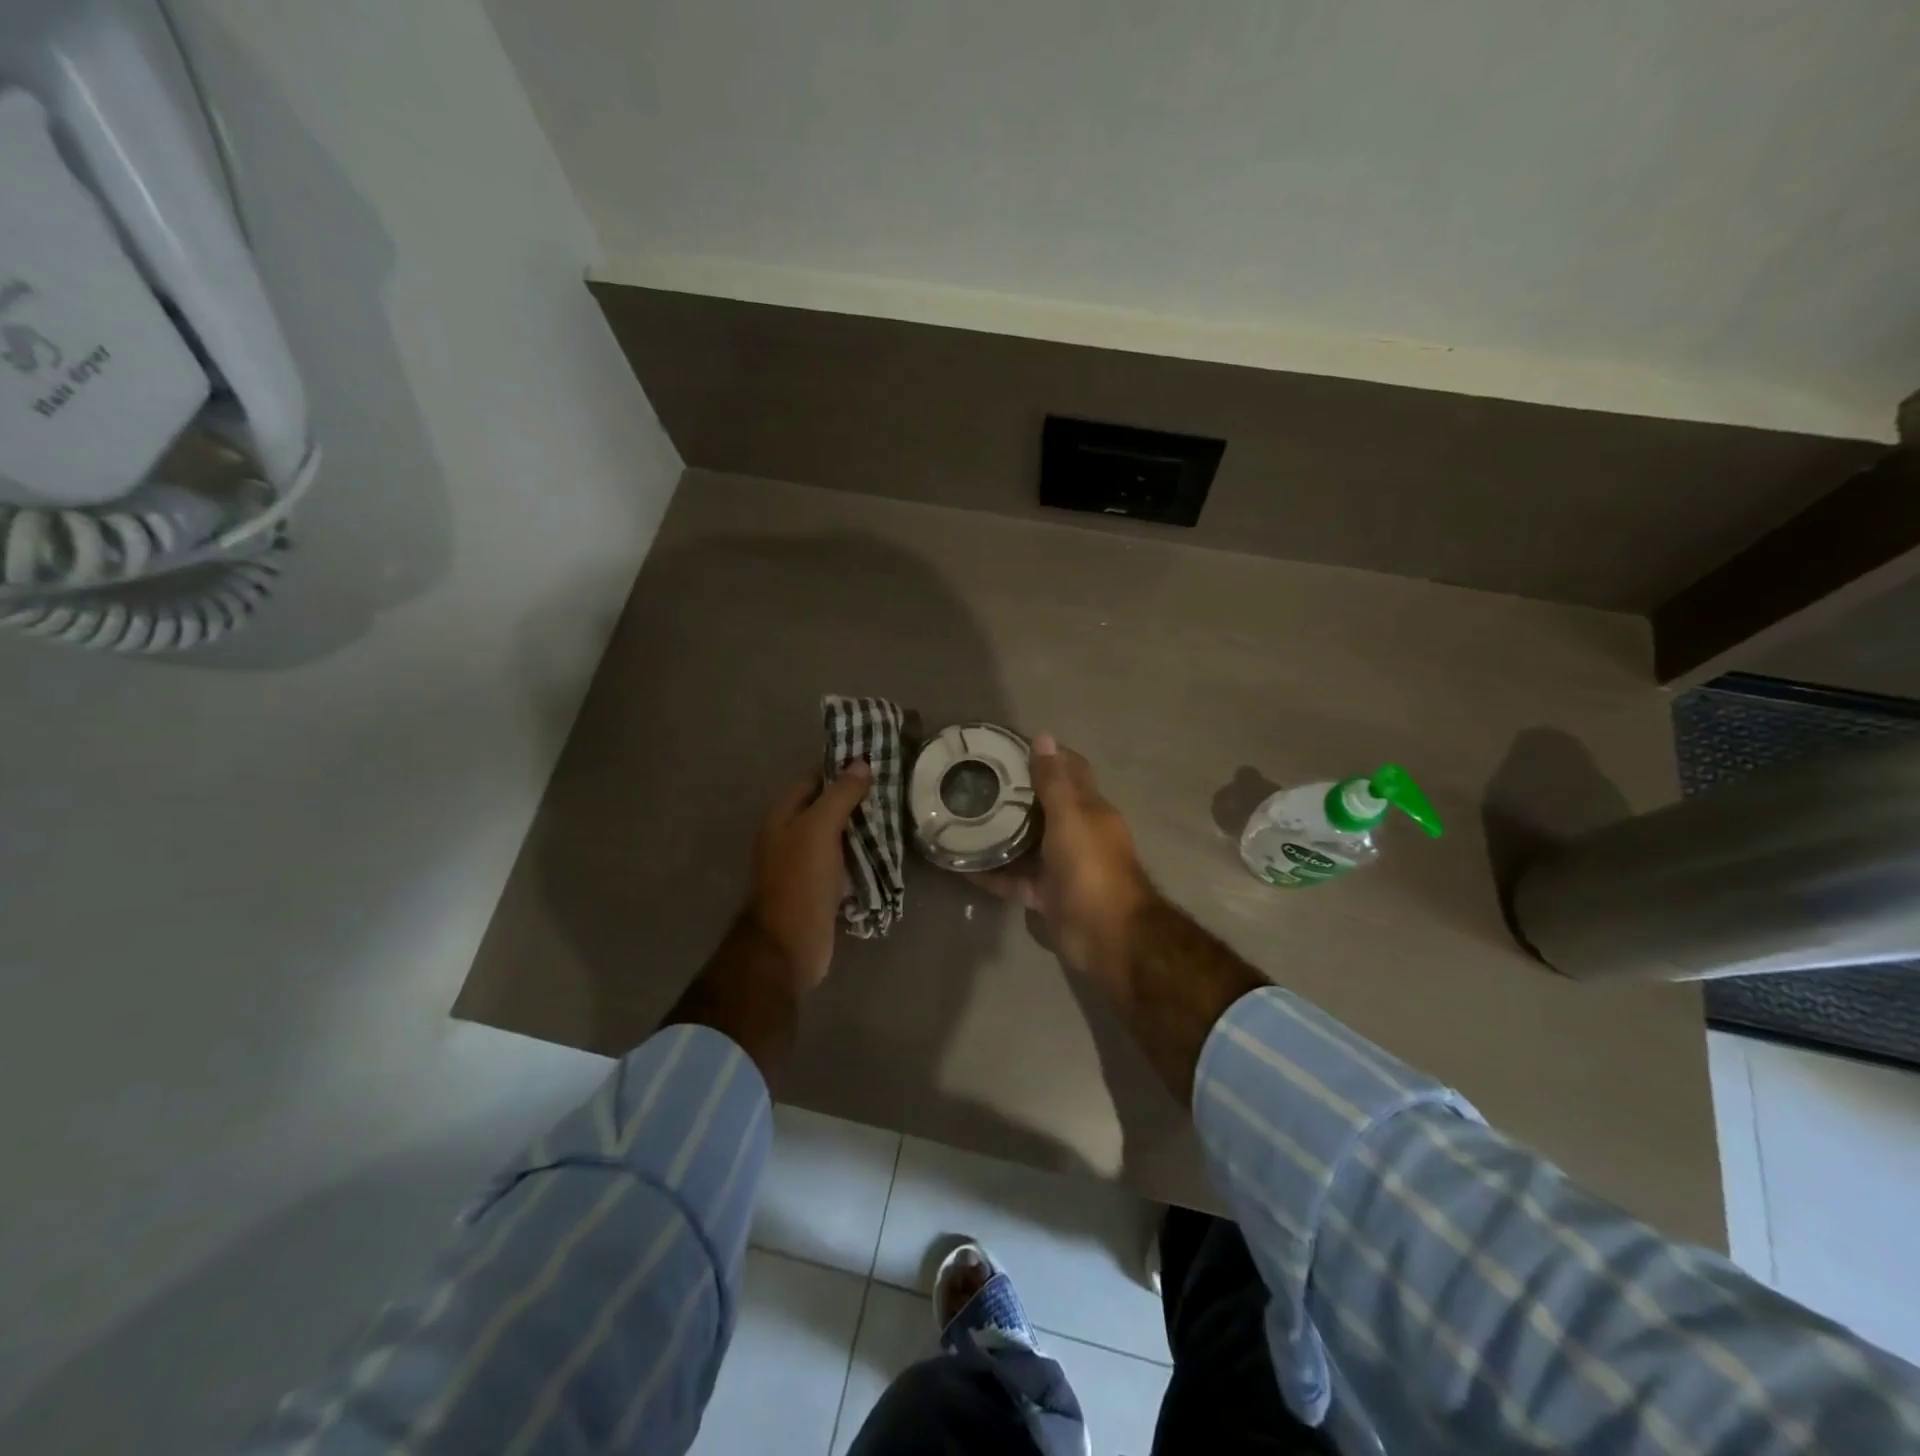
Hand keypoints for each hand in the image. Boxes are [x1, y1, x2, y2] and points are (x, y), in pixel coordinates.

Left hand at [746, 761, 872, 991]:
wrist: (790, 945)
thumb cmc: (801, 881)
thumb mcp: (819, 829)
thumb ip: (839, 796)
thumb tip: (861, 763)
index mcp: (782, 817)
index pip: (812, 779)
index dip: (840, 767)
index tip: (875, 760)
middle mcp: (790, 836)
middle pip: (825, 806)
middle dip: (856, 797)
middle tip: (893, 787)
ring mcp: (804, 864)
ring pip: (836, 834)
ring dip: (862, 826)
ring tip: (896, 813)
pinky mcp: (820, 887)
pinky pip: (843, 860)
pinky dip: (862, 853)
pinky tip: (886, 849)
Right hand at [978, 734, 1154, 991]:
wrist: (1107, 935)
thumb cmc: (1091, 867)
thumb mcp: (1070, 817)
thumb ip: (1054, 781)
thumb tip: (1043, 737)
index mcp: (1091, 810)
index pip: (1071, 771)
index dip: (1047, 756)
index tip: (1009, 747)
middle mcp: (1078, 834)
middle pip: (1045, 808)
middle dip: (1016, 794)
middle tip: (976, 781)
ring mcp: (1062, 867)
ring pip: (1027, 844)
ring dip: (1000, 833)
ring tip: (962, 818)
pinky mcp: (1047, 895)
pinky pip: (1015, 880)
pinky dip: (992, 874)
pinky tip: (960, 865)